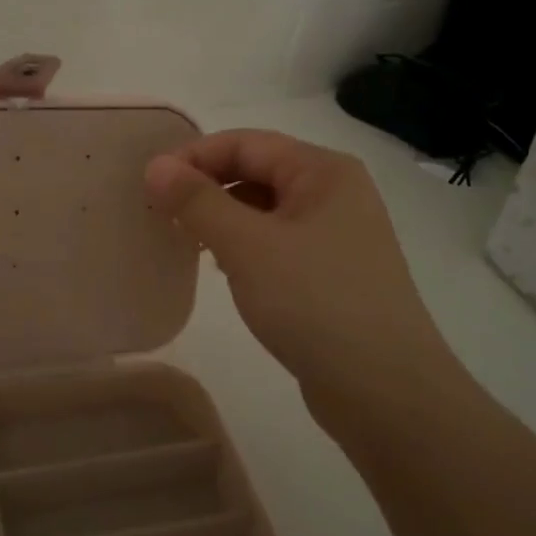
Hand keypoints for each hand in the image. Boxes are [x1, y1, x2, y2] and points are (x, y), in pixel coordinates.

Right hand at [144, 129, 444, 422]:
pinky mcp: (332, 273)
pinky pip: (277, 242)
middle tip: (161, 213)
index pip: (246, 143)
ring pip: (265, 209)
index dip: (194, 157)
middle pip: (258, 171)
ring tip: (185, 240)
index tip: (150, 185)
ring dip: (222, 217)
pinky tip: (222, 268)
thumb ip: (198, 201)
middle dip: (207, 186)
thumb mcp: (247, 245)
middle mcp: (335, 193)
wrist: (385, 392)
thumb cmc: (315, 303)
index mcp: (323, 171)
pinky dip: (244, 246)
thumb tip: (155, 166)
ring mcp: (337, 235)